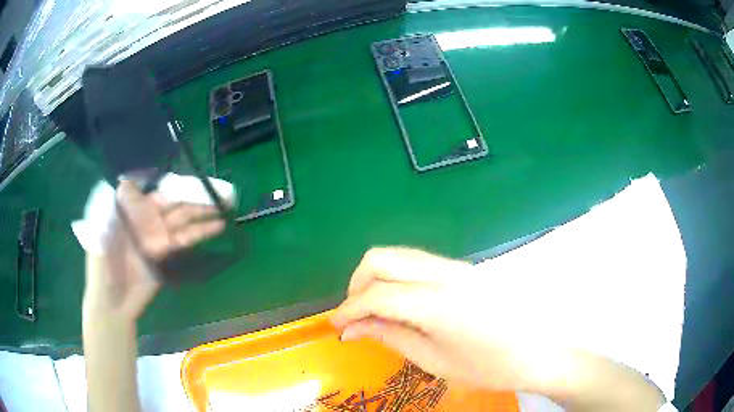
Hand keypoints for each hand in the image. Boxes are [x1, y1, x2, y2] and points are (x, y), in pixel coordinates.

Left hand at [83, 180, 224, 320]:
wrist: (113, 303)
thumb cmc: (100, 268)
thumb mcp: (98, 234)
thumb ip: (107, 209)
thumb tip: (124, 182)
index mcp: (129, 212)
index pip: (150, 191)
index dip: (167, 182)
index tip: (185, 175)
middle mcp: (145, 220)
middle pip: (171, 202)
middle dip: (192, 195)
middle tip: (216, 189)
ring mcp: (157, 238)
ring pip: (182, 219)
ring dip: (202, 212)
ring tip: (224, 206)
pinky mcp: (167, 256)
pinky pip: (185, 240)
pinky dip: (201, 233)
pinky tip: (217, 226)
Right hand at [331, 247, 665, 410]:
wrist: (541, 350)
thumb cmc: (490, 365)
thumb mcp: (435, 360)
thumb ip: (390, 336)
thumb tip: (352, 328)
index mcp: (437, 300)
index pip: (376, 293)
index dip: (348, 308)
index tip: (335, 326)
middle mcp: (445, 271)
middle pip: (383, 258)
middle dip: (358, 284)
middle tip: (355, 315)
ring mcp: (457, 266)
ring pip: (400, 256)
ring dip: (377, 279)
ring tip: (376, 312)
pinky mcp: (465, 268)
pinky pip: (418, 263)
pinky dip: (398, 279)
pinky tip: (403, 305)